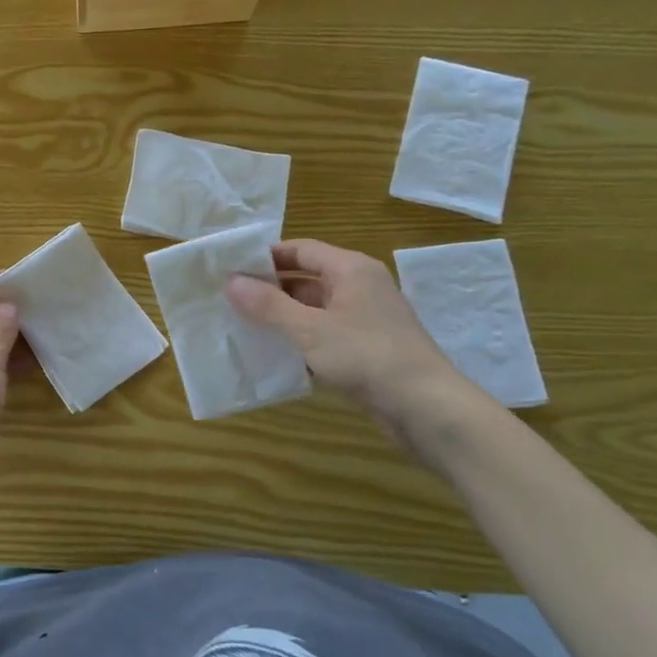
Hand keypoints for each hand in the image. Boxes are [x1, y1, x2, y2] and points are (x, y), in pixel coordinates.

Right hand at [226, 238, 472, 429]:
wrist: (427, 407)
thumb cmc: (366, 356)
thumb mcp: (310, 329)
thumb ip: (268, 305)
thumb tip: (231, 282)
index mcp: (351, 269)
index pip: (301, 249)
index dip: (265, 256)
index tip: (230, 268)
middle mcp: (360, 286)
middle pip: (306, 277)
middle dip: (270, 288)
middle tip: (230, 299)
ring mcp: (365, 318)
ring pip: (314, 307)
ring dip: (282, 316)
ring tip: (243, 325)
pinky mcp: (367, 347)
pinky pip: (325, 332)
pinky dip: (300, 338)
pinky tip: (274, 353)